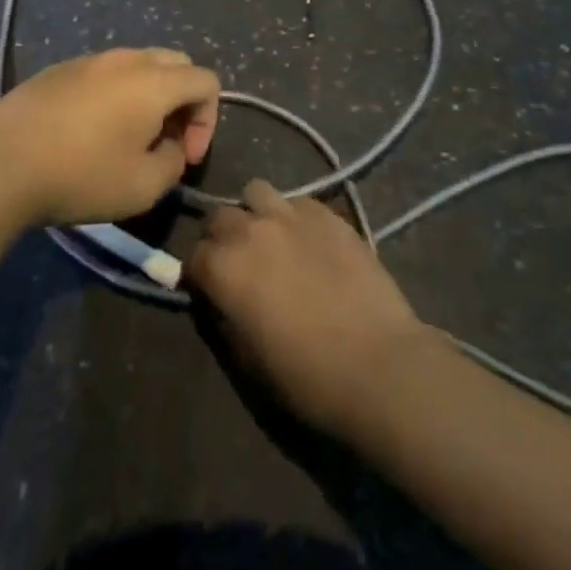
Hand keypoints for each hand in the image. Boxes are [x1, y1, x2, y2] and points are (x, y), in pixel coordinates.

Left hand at [0, 48, 218, 225]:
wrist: (1, 166)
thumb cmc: (80, 177)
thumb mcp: (143, 188)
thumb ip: (172, 162)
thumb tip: (169, 147)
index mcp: (154, 81)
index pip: (206, 80)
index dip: (207, 120)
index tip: (184, 155)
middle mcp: (126, 59)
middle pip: (176, 63)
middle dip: (182, 101)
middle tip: (163, 141)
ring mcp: (90, 59)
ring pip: (138, 64)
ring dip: (147, 95)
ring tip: (127, 137)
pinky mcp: (59, 68)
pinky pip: (103, 72)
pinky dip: (113, 93)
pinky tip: (88, 130)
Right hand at [186, 180, 435, 438]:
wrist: (378, 364)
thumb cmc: (306, 377)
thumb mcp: (246, 360)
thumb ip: (223, 317)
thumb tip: (217, 298)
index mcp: (223, 267)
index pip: (193, 256)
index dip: (199, 274)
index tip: (210, 290)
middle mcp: (249, 229)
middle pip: (218, 216)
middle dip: (221, 237)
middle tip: (239, 263)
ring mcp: (290, 214)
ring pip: (256, 192)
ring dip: (256, 213)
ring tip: (272, 239)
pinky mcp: (326, 212)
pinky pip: (297, 201)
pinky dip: (293, 216)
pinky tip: (308, 241)